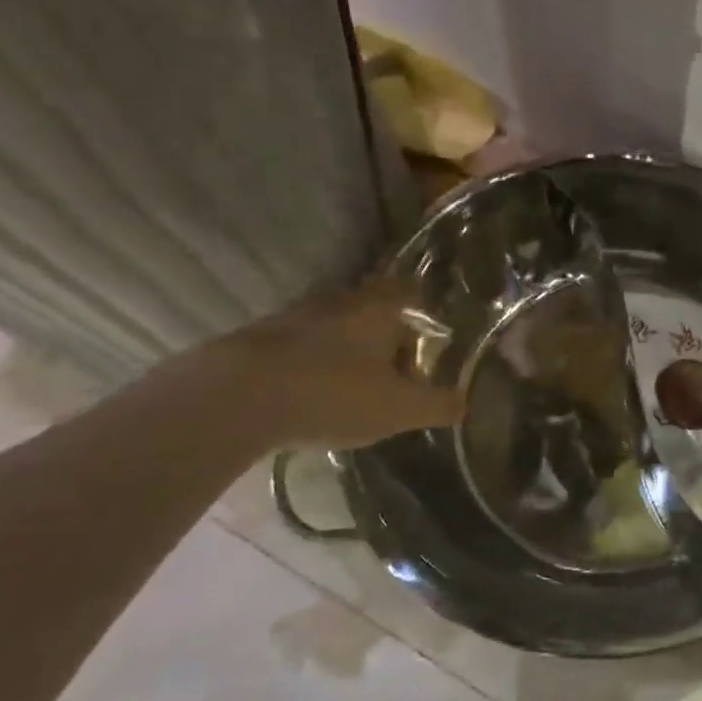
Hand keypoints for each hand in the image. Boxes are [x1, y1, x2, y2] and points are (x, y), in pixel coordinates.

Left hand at [197, 278, 464, 449]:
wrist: (236, 397)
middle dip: (388, 333)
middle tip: (400, 365)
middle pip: (373, 308)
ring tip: (360, 384)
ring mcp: (296, 317)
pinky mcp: (261, 340)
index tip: (433, 330)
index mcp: (379, 309)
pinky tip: (317, 393)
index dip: (425, 306)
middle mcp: (340, 302)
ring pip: (336, 327)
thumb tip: (465, 402)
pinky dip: (317, 363)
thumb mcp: (400, 409)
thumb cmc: (334, 394)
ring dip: (350, 349)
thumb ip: (438, 405)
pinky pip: (304, 346)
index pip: (411, 291)